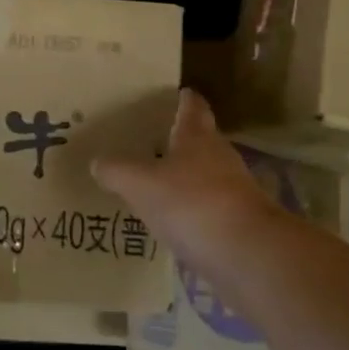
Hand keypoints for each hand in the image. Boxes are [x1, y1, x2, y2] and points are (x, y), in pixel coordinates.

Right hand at [92, 89, 298, 274]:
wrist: (250, 256)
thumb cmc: (192, 204)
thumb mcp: (140, 184)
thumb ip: (116, 171)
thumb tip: (98, 162)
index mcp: (197, 137)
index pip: (192, 107)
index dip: (184, 99)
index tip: (176, 93)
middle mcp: (220, 157)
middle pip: (201, 141)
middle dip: (180, 140)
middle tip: (152, 141)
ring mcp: (235, 192)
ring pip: (206, 176)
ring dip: (185, 179)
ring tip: (156, 184)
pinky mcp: (240, 225)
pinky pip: (209, 210)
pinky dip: (193, 212)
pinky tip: (173, 223)